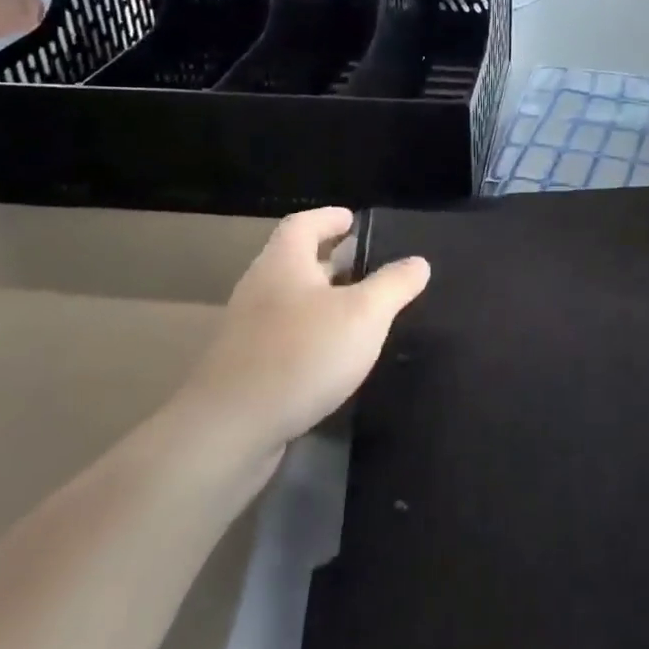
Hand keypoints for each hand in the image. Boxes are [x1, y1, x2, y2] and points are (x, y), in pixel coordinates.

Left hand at [172, 208, 428, 463]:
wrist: (229, 431)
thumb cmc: (301, 356)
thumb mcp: (364, 315)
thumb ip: (393, 285)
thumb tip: (418, 262)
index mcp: (283, 264)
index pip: (303, 224)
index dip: (328, 218)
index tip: (353, 219)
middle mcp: (261, 290)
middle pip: (296, 262)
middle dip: (331, 260)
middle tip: (368, 264)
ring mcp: (249, 332)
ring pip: (292, 302)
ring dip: (324, 300)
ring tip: (361, 310)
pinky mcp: (247, 369)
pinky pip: (286, 338)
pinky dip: (313, 335)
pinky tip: (337, 356)